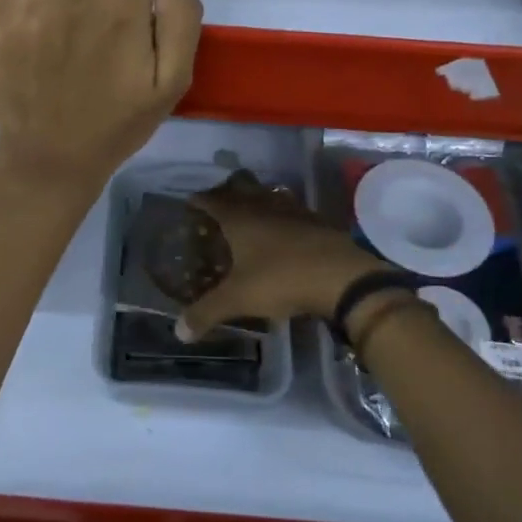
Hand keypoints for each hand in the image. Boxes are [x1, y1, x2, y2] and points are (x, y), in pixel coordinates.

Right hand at [174, 172, 386, 338]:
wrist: (342, 277)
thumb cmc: (282, 279)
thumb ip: (206, 313)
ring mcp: (294, 211)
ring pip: (269, 196)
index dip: (199, 200)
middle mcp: (264, 206)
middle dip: (227, 192)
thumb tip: (179, 332)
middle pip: (241, 188)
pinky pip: (292, 210)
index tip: (190, 202)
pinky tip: (284, 230)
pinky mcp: (317, 222)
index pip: (212, 200)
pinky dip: (282, 215)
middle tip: (218, 203)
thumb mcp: (238, 299)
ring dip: (257, 200)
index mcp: (239, 218)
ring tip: (250, 212)